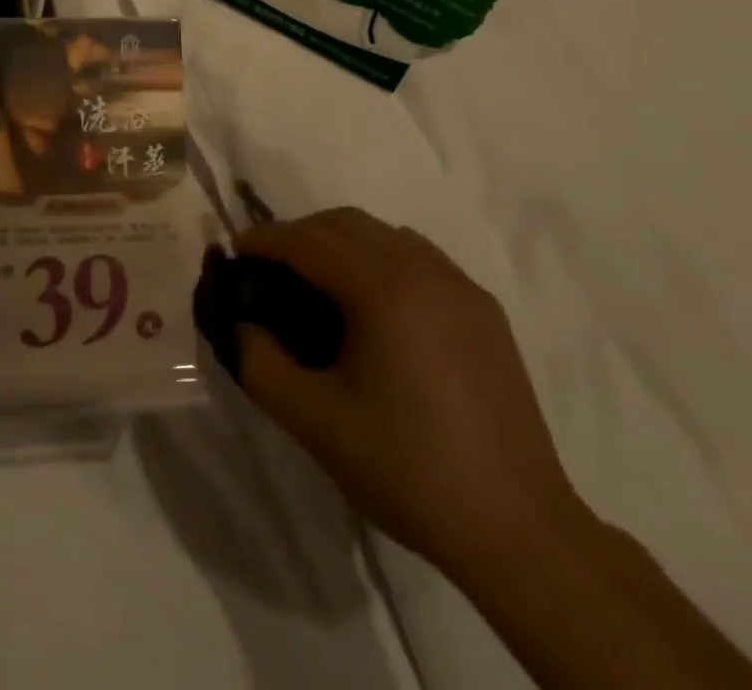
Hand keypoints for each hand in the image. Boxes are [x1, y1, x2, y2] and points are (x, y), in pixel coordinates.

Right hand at [234, 208, 583, 577]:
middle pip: (346, 223)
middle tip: (269, 268)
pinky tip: (375, 306)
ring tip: (317, 282)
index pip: (308, 240)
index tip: (233, 251)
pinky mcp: (484, 310)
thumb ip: (260, 364)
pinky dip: (382, 259)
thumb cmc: (408, 469)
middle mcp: (424, 269)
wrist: (518, 528)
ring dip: (342, 242)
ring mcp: (460, 286)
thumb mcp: (315, 422)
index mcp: (383, 287)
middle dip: (300, 234)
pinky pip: (420, 258)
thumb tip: (240, 325)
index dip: (264, 239)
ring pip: (386, 235)